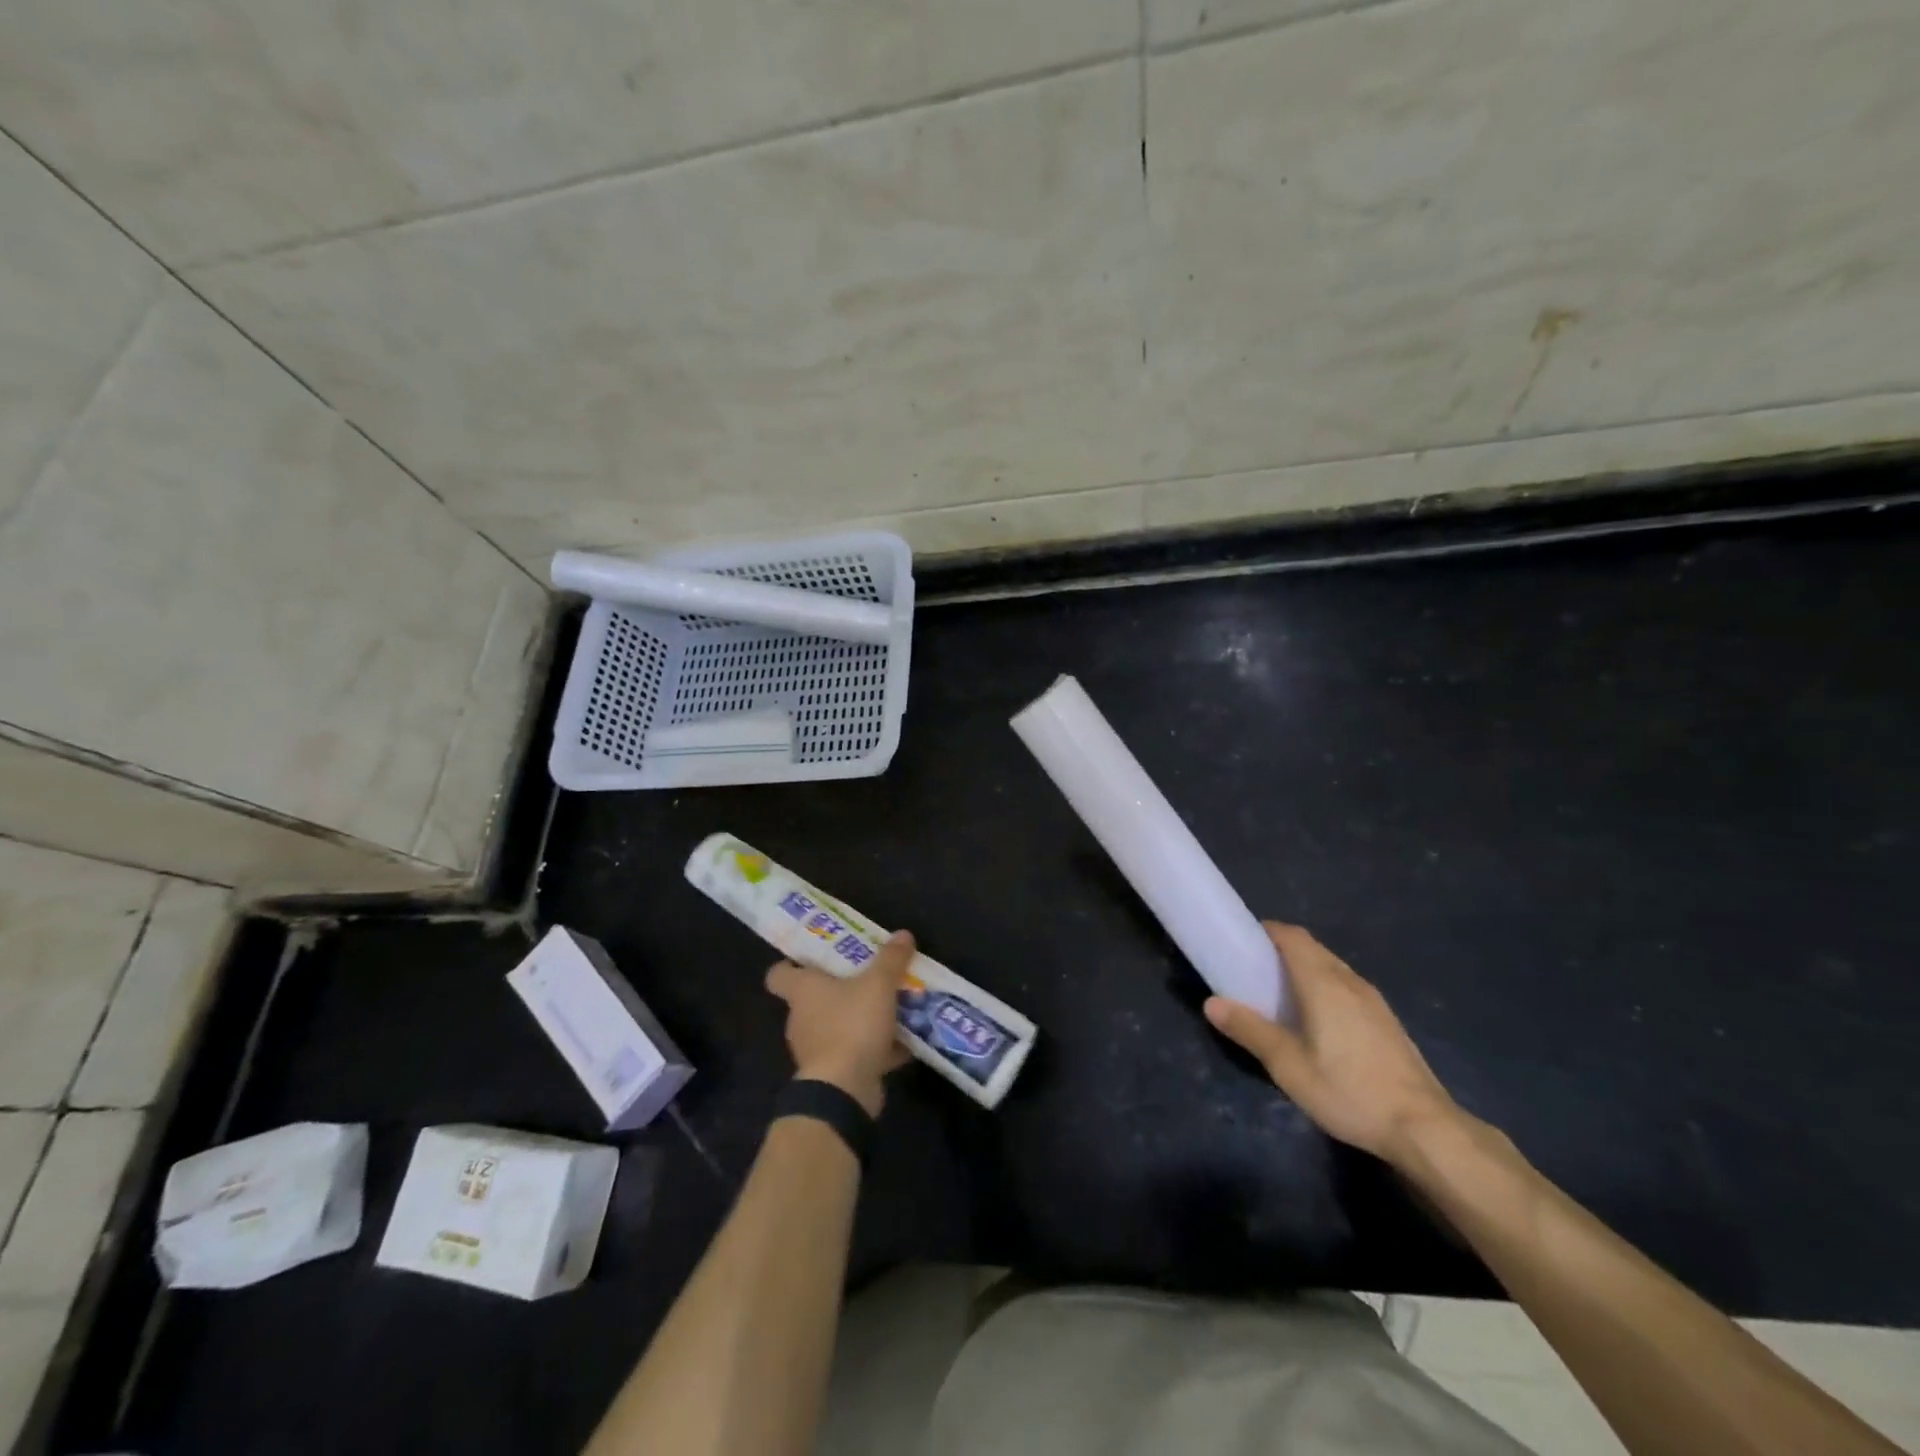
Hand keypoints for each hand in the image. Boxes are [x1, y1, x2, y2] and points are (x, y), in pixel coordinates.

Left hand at [766, 930, 913, 1115]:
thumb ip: (891, 959)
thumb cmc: (852, 1025)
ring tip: (891, 1009)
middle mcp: (801, 1018)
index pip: (779, 974)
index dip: (792, 964)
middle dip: (841, 989)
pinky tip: (903, 1044)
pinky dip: (874, 1048)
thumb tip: (903, 934)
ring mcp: (815, 1049)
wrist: (844, 1090)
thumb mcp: (879, 984)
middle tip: (869, 977)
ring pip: (837, 1025)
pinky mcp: (832, 1074)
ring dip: (860, 1019)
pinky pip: (854, 1052)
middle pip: (815, 998)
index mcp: (802, 991)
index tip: (816, 958)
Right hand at [1204, 922, 1461, 1166]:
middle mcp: (1350, 981)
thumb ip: (1250, 1030)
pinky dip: (1325, 987)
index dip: (1267, 931)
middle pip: (1312, 948)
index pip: (1292, 937)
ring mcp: (1374, 1001)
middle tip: (1254, 970)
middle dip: (1282, 949)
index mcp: (1323, 982)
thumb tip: (1211, 1003)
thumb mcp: (1288, 1066)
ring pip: (1333, 967)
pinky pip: (1347, 987)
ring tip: (1282, 995)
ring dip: (1306, 968)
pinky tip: (1319, 1021)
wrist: (1425, 1128)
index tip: (1243, 942)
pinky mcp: (1387, 1022)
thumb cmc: (1349, 1091)